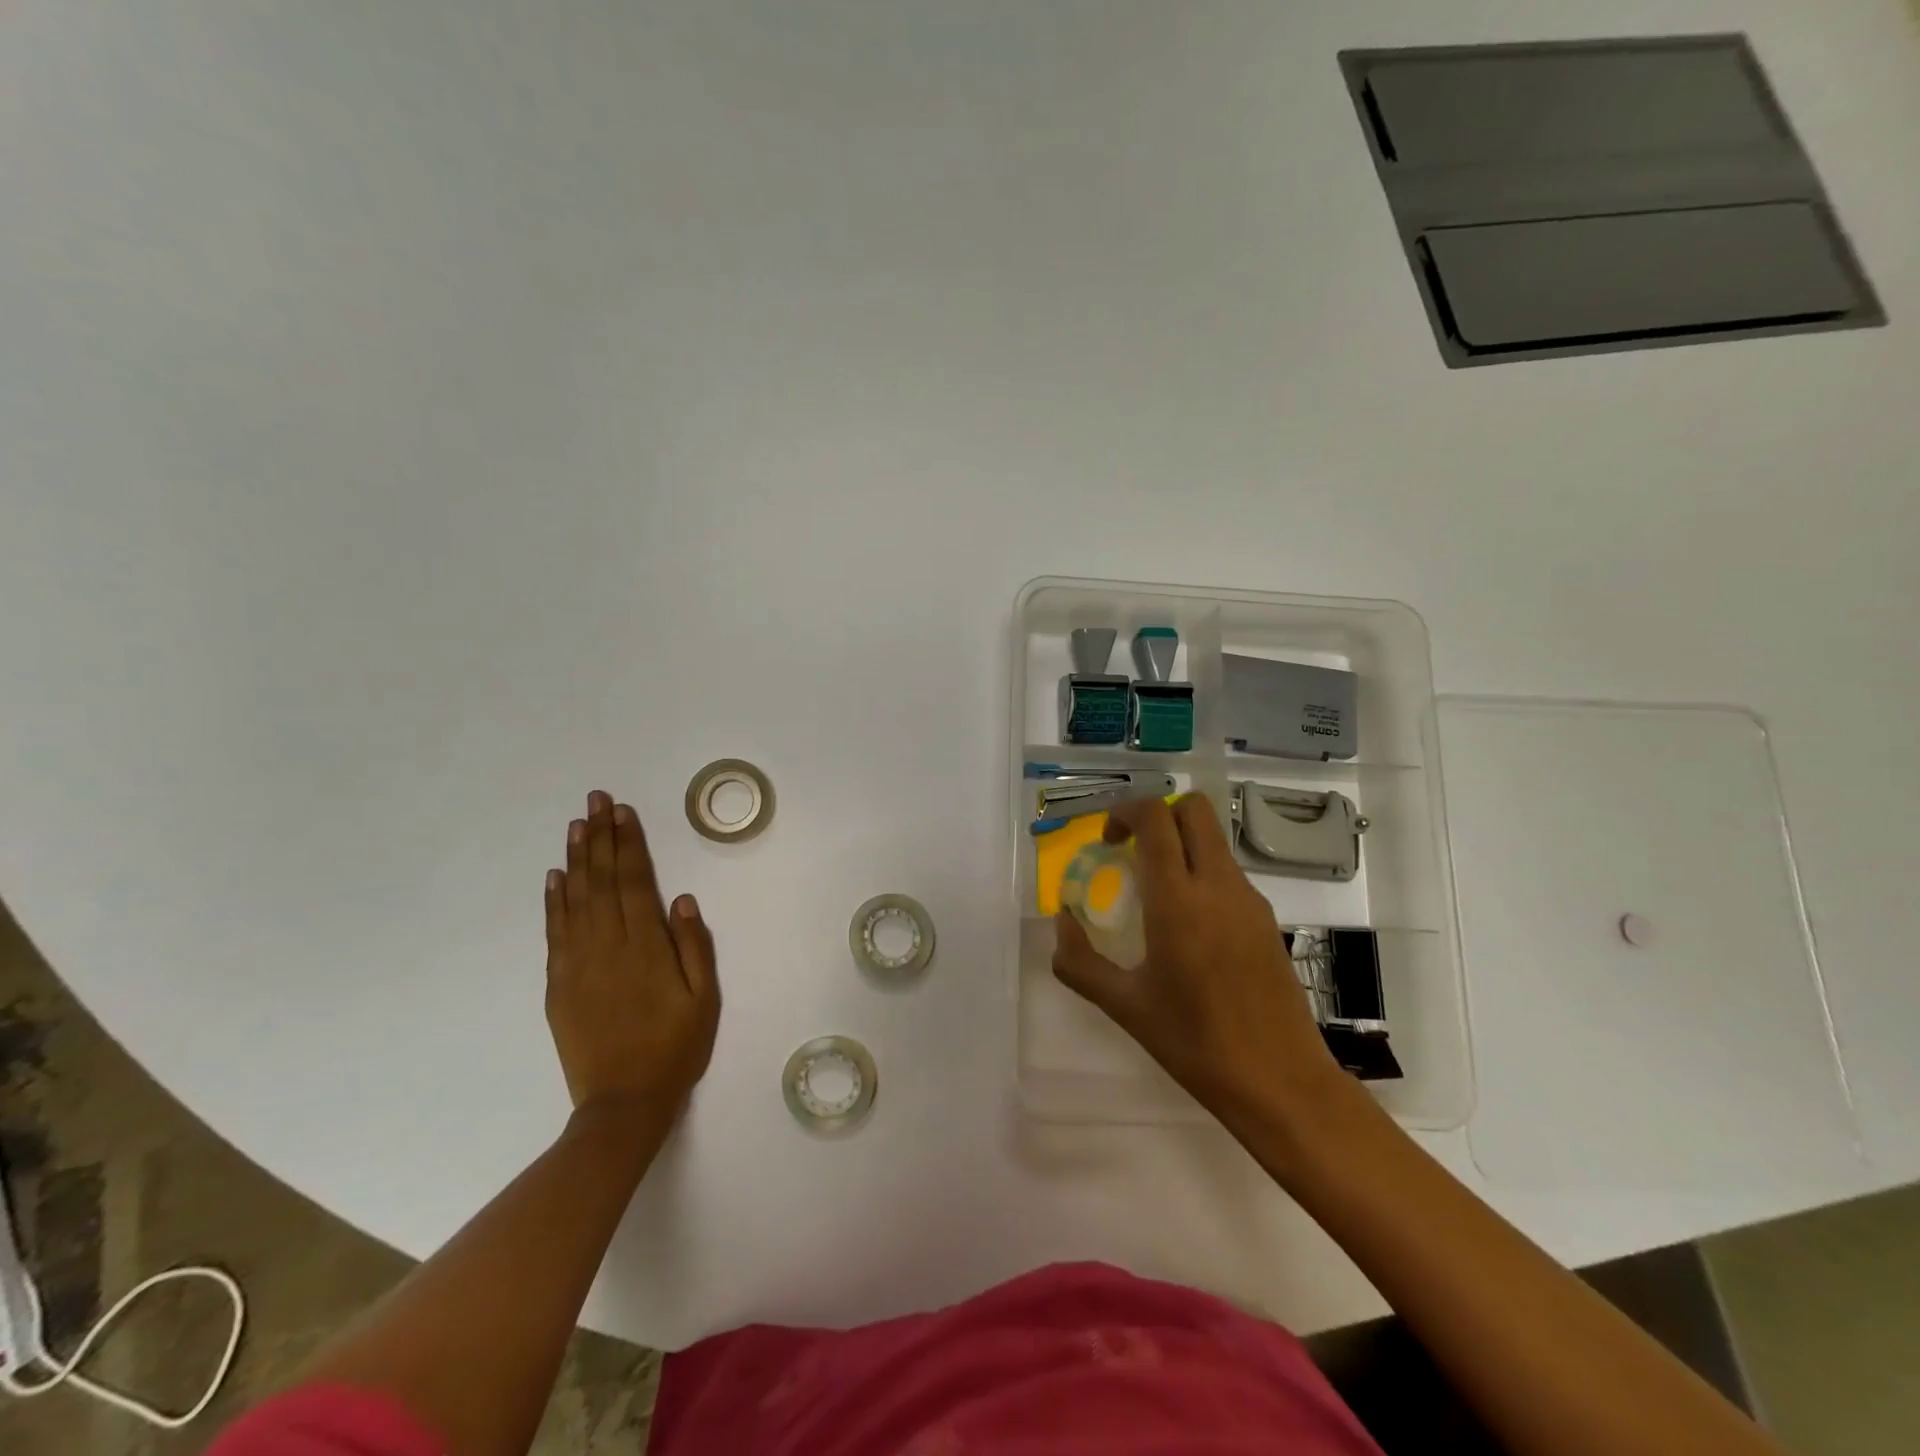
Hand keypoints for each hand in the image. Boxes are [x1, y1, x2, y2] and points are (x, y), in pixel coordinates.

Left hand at [544, 790, 719, 1121]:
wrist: (623, 1103)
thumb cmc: (675, 1048)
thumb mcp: (704, 999)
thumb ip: (694, 947)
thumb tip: (681, 899)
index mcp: (646, 948)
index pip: (635, 882)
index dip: (630, 844)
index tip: (623, 812)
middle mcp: (608, 947)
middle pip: (603, 881)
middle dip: (601, 838)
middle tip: (596, 800)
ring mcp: (577, 965)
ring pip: (575, 900)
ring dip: (577, 859)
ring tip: (577, 825)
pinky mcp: (558, 985)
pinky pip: (554, 933)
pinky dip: (553, 901)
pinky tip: (555, 876)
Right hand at [1051, 794, 1344, 1131]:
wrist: (1280, 1082)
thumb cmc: (1195, 1043)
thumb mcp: (1125, 1006)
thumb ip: (1080, 962)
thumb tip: (1061, 924)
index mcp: (1178, 901)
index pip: (1155, 819)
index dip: (1125, 812)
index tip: (1107, 840)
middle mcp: (1218, 886)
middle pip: (1194, 809)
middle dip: (1158, 814)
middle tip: (1132, 850)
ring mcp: (1249, 900)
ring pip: (1214, 840)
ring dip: (1181, 845)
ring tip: (1155, 894)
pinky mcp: (1266, 919)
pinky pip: (1228, 872)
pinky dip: (1202, 873)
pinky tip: (1189, 927)